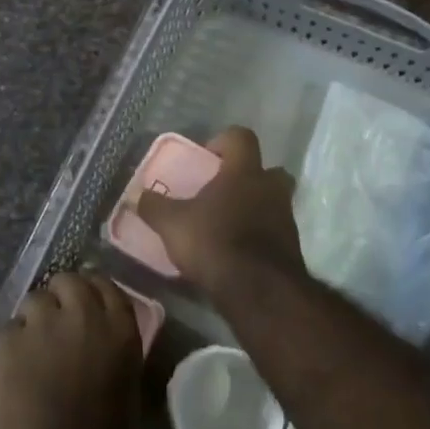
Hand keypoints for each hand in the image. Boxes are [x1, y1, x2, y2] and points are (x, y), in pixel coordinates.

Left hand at [0, 272, 142, 428]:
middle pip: (67, 280)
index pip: (104, 285)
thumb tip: (95, 339)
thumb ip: (111, 349)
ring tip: (32, 351)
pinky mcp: (9, 341)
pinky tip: (14, 373)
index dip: (91, 294)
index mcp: (120, 328)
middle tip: (55, 326)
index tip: (83, 308)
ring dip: (33, 320)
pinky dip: (11, 346)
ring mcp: (43, 324)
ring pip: (33, 300)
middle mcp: (84, 314)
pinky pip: (8, 329)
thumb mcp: (125, 384)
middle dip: (60, 298)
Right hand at [135, 128, 305, 296]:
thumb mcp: (173, 224)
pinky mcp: (292, 247)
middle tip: (223, 191)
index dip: (224, 141)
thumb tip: (138, 195)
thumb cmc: (215, 242)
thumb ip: (154, 207)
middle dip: (248, 177)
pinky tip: (238, 252)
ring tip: (227, 226)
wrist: (259, 291)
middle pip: (268, 169)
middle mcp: (270, 188)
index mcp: (244, 172)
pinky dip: (260, 236)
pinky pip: (275, 231)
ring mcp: (286, 218)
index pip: (241, 137)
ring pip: (273, 201)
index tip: (207, 157)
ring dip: (255, 208)